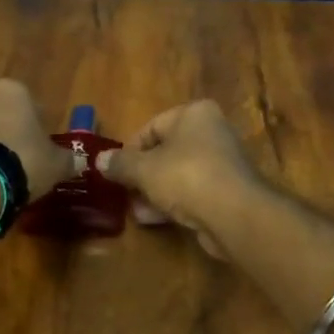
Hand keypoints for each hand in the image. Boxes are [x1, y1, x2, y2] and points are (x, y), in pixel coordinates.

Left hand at [0, 79, 74, 202]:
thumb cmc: (24, 159)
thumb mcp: (55, 163)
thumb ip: (68, 160)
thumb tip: (80, 162)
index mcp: (13, 91)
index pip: (30, 102)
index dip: (37, 124)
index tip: (41, 144)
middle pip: (0, 113)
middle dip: (8, 131)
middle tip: (20, 157)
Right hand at [96, 101, 260, 256]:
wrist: (235, 214)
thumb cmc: (186, 176)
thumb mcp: (144, 169)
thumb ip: (120, 164)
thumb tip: (98, 160)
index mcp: (195, 114)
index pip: (152, 126)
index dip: (130, 149)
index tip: (116, 170)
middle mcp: (212, 131)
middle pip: (166, 151)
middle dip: (142, 174)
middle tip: (124, 192)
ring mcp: (222, 162)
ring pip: (179, 173)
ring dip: (155, 191)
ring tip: (135, 210)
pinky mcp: (227, 190)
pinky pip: (193, 192)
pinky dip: (173, 202)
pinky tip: (154, 219)